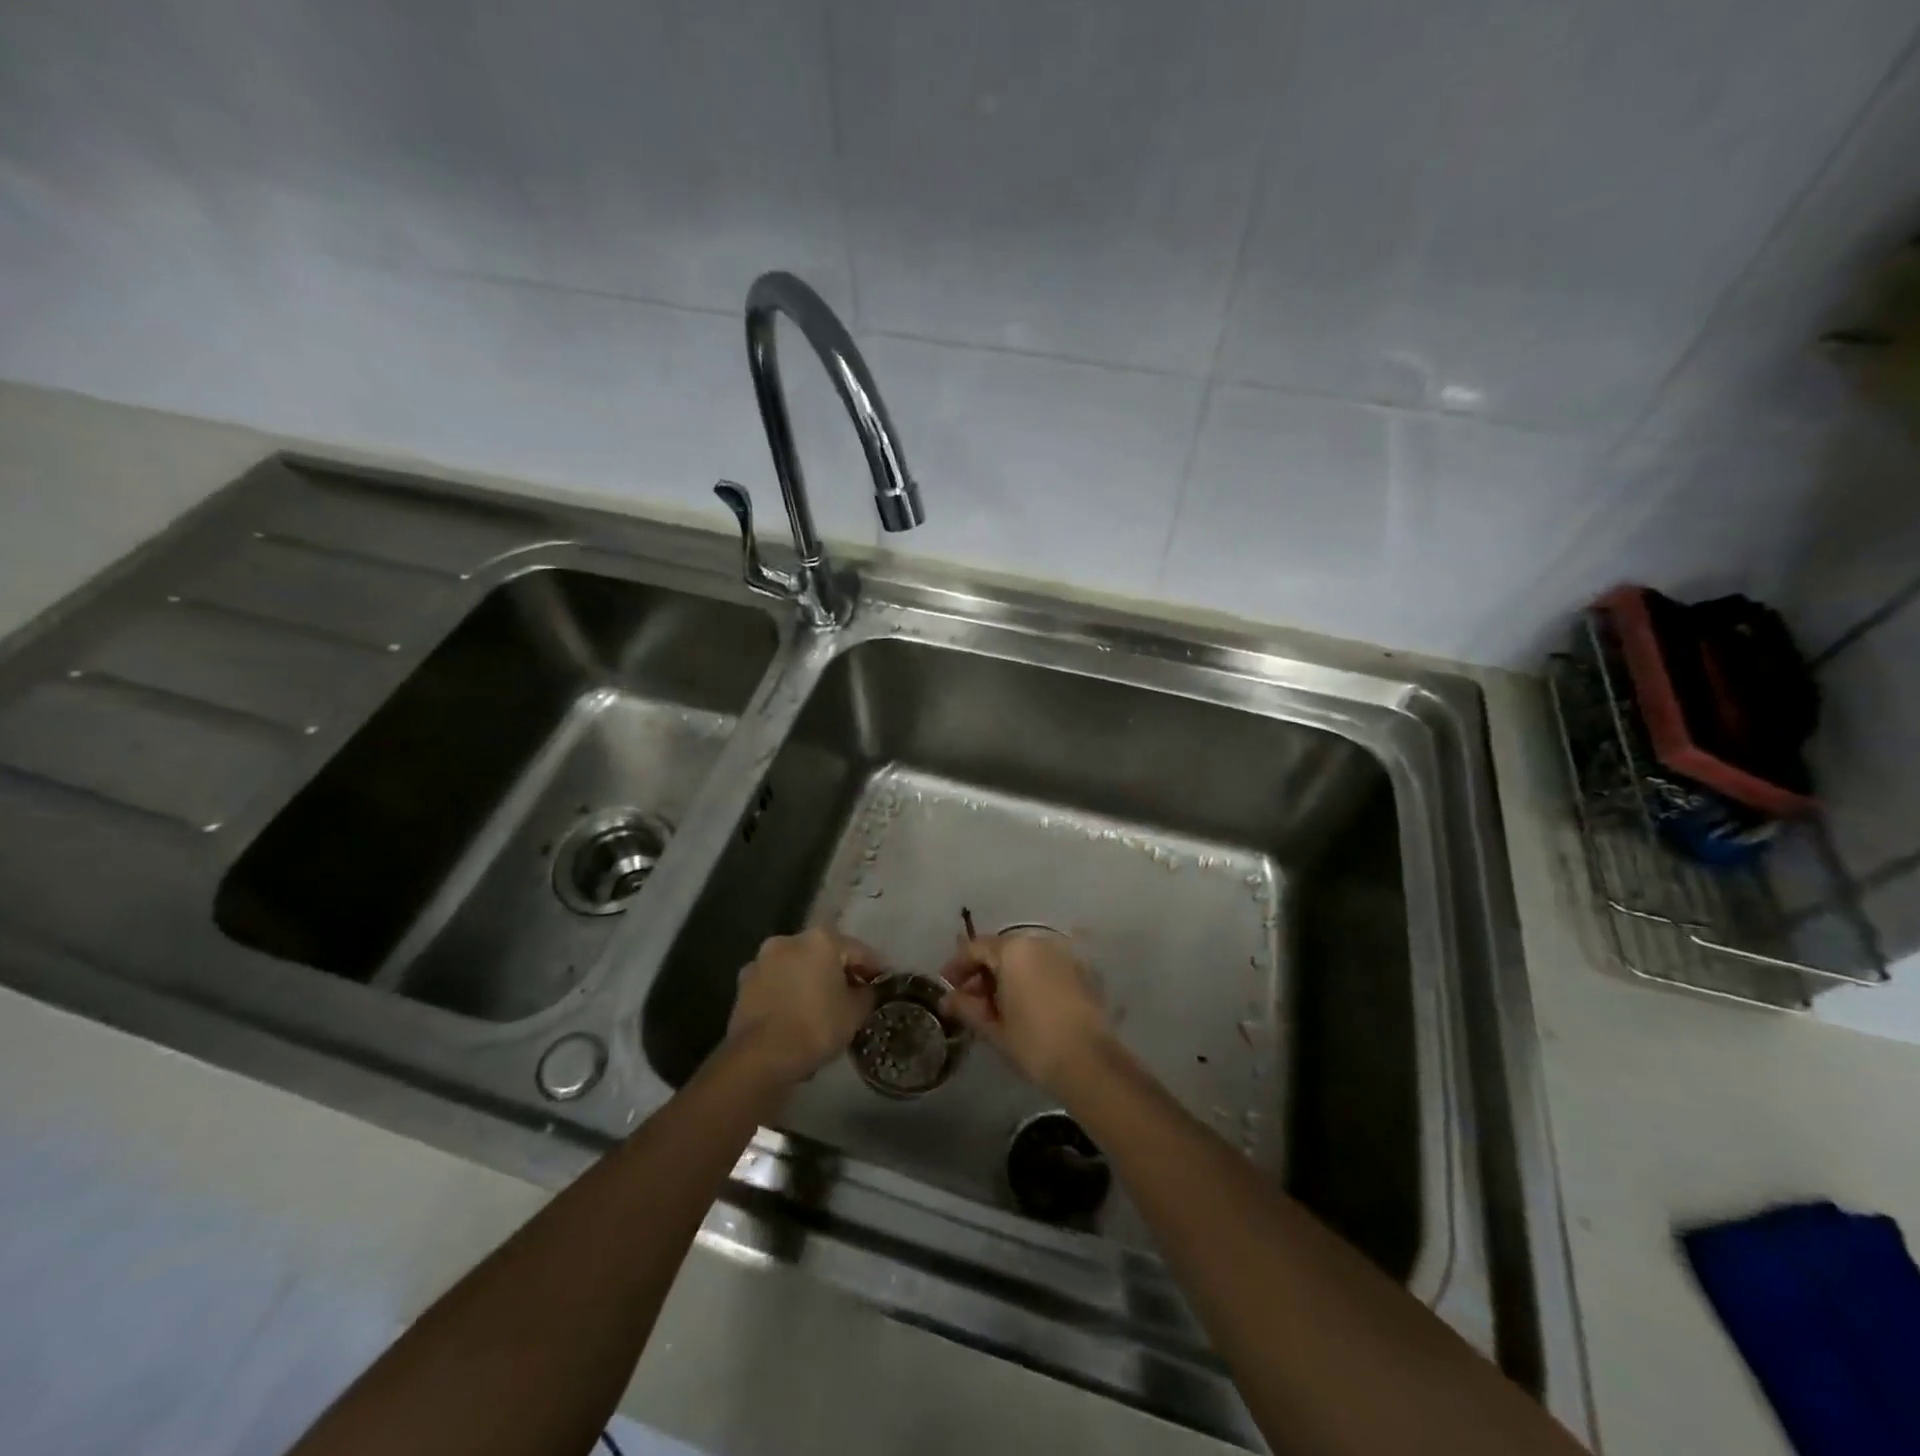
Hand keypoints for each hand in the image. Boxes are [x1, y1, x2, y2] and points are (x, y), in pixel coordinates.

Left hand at [727, 928, 880, 1084]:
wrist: (760, 1057)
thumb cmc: (815, 1026)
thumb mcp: (856, 1012)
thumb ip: (867, 994)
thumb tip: (866, 989)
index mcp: (820, 939)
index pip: (857, 950)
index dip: (874, 968)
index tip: (883, 983)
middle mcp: (789, 940)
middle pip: (823, 954)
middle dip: (837, 972)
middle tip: (852, 996)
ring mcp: (762, 961)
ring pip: (796, 968)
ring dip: (809, 982)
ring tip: (821, 1008)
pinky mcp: (743, 985)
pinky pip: (776, 986)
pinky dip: (787, 995)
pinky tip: (795, 1017)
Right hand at [938, 930, 1115, 1094]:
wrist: (1091, 1064)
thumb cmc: (1034, 1043)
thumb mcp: (993, 1027)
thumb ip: (967, 1008)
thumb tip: (948, 1000)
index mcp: (1014, 950)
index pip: (976, 948)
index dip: (957, 966)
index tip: (946, 986)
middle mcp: (1039, 943)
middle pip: (1001, 950)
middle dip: (982, 972)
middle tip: (969, 1000)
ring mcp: (1064, 955)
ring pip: (1025, 958)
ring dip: (1006, 975)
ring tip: (996, 1006)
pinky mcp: (1081, 972)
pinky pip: (1045, 968)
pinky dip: (1029, 979)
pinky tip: (1024, 1005)